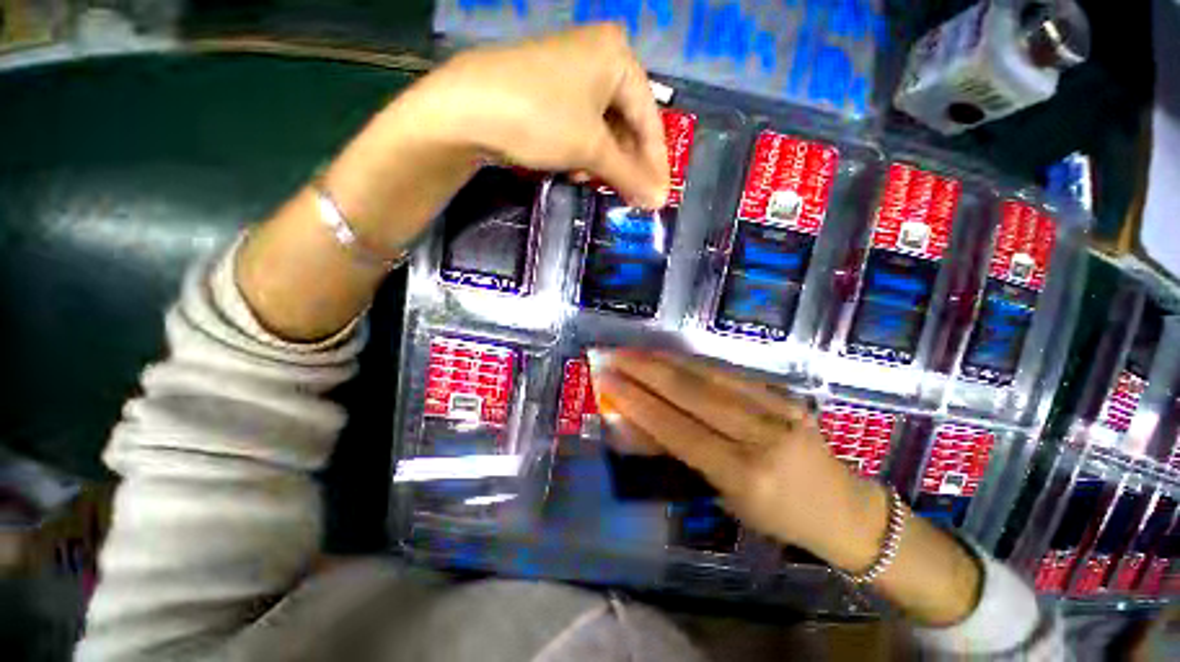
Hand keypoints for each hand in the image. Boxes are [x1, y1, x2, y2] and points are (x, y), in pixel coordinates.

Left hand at [408, 23, 669, 207]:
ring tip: (600, 185)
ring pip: (603, 128)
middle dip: (628, 165)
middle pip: (627, 123)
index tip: (661, 196)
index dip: (656, 163)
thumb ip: (628, 175)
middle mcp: (599, 56)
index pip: (650, 119)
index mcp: (618, 57)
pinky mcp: (550, 90)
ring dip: (604, 162)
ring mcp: (572, 72)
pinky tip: (576, 169)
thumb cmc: (541, 118)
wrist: (467, 108)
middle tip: (633, 197)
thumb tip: (658, 200)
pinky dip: (583, 152)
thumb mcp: (591, 148)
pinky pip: (581, 126)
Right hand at [587, 349, 887, 570]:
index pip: (678, 430)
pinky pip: (728, 372)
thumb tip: (635, 424)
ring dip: (664, 360)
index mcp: (746, 475)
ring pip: (709, 375)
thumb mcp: (724, 496)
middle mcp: (762, 436)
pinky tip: (668, 355)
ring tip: (633, 351)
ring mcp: (778, 408)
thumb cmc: (777, 515)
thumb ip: (680, 455)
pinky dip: (691, 362)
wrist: (843, 507)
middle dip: (645, 371)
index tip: (607, 382)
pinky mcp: (785, 393)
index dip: (638, 403)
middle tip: (612, 356)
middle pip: (692, 394)